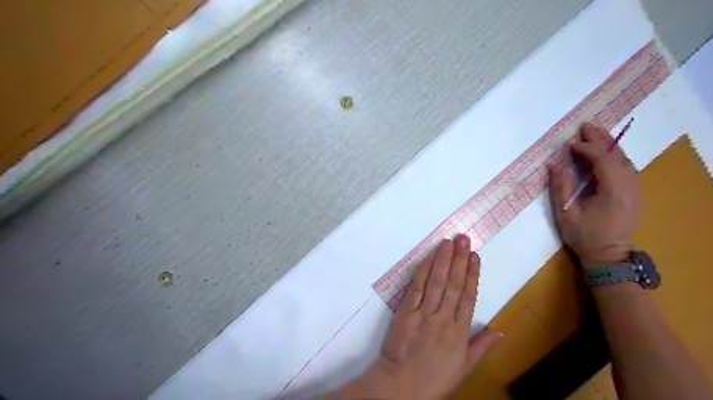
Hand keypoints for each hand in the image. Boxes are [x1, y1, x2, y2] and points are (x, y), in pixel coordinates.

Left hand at [349, 236, 502, 398]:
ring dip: (443, 260)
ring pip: (436, 282)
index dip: (472, 275)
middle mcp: (443, 319)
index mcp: (459, 332)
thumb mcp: (464, 367)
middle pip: (453, 284)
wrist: (401, 386)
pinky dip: (423, 272)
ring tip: (449, 242)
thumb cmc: (434, 378)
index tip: (476, 256)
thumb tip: (500, 330)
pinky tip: (429, 258)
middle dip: (459, 260)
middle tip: (464, 239)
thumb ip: (481, 346)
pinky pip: (416, 288)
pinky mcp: (406, 312)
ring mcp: (423, 314)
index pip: (468, 297)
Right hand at [547, 126, 644, 268]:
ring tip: (594, 133)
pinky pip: (626, 167)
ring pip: (624, 159)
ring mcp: (635, 189)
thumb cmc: (584, 236)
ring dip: (608, 145)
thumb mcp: (566, 214)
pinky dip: (614, 155)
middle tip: (585, 126)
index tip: (569, 144)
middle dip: (601, 139)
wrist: (609, 257)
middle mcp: (630, 185)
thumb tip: (554, 164)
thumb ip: (560, 187)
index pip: (602, 160)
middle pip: (617, 155)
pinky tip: (604, 152)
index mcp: (614, 190)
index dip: (586, 148)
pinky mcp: (634, 193)